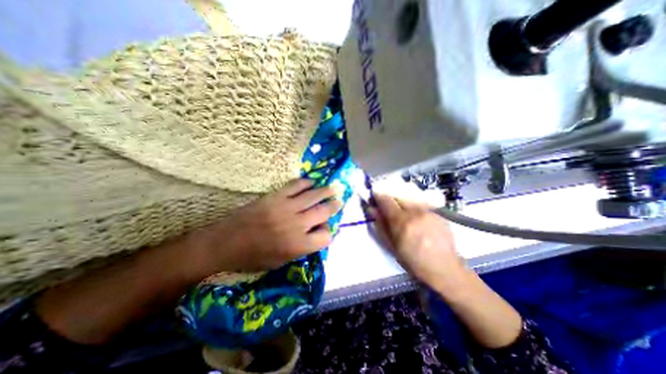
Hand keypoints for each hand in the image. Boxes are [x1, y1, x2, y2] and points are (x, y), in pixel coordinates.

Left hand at [191, 178, 338, 271]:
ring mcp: (286, 208)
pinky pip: (295, 186)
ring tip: (333, 188)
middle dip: (334, 206)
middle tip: (339, 200)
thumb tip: (315, 234)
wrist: (224, 243)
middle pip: (323, 212)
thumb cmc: (253, 257)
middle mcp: (296, 225)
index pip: (325, 237)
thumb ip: (302, 249)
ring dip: (325, 191)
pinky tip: (310, 182)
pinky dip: (305, 183)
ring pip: (313, 196)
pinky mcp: (275, 196)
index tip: (324, 230)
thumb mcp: (281, 262)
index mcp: (298, 245)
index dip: (327, 233)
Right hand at [373, 192, 463, 291]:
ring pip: (410, 199)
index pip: (386, 200)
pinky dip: (415, 209)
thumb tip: (372, 209)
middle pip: (399, 196)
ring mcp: (428, 211)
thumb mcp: (392, 246)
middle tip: (390, 210)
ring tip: (405, 216)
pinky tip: (418, 220)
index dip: (378, 196)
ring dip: (403, 204)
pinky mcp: (438, 213)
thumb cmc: (414, 262)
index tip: (374, 198)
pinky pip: (421, 205)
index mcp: (402, 222)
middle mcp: (415, 212)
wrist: (445, 269)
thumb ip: (381, 225)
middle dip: (391, 200)